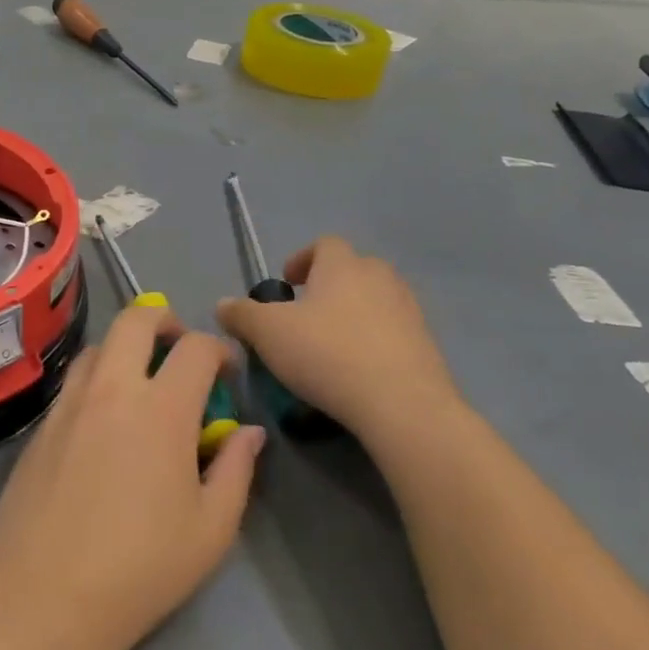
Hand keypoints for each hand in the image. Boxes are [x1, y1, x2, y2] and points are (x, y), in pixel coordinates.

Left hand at [0, 305, 264, 649]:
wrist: (42, 595)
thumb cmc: (139, 568)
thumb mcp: (211, 529)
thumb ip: (235, 469)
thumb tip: (249, 432)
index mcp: (162, 409)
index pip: (195, 348)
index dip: (218, 350)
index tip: (226, 372)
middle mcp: (112, 389)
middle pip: (136, 319)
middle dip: (165, 320)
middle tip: (180, 349)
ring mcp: (70, 402)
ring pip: (99, 345)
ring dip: (126, 346)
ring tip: (141, 382)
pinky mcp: (42, 423)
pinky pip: (74, 379)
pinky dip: (97, 377)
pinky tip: (105, 419)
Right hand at [215, 237, 462, 456]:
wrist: (402, 404)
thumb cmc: (327, 354)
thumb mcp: (268, 333)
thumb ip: (242, 314)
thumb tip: (222, 304)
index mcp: (343, 266)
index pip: (325, 244)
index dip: (302, 259)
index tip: (287, 284)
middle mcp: (380, 278)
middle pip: (353, 269)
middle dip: (329, 286)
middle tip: (306, 315)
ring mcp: (408, 311)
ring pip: (375, 300)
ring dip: (352, 313)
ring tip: (330, 345)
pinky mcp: (426, 345)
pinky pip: (392, 332)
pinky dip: (373, 341)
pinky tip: (356, 371)